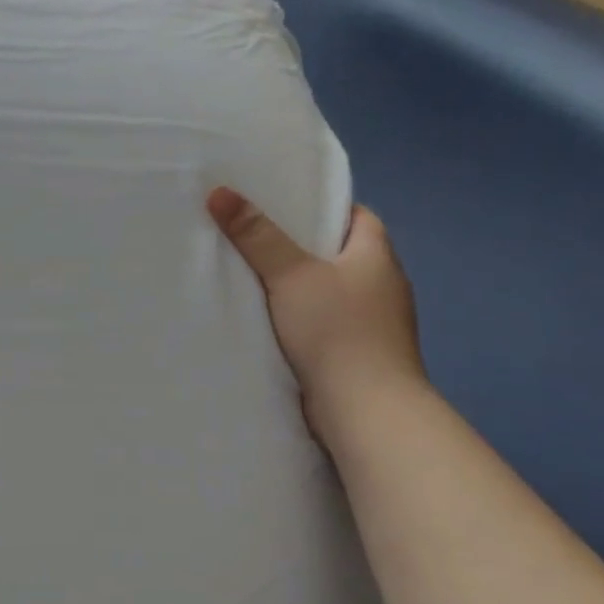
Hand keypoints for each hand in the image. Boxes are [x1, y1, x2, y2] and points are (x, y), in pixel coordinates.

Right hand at [207, 187, 427, 445]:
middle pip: (341, 253)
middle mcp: (384, 286)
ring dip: (303, 286)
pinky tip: (273, 321)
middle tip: (257, 235)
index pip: (357, 216)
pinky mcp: (361, 356)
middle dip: (303, 246)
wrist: (366, 412)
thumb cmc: (336, 331)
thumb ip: (256, 235)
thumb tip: (219, 191)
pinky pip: (328, 324)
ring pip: (333, 291)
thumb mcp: (290, 274)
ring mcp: (376, 325)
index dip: (324, 206)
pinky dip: (305, 319)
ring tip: (256, 276)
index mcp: (378, 256)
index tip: (286, 204)